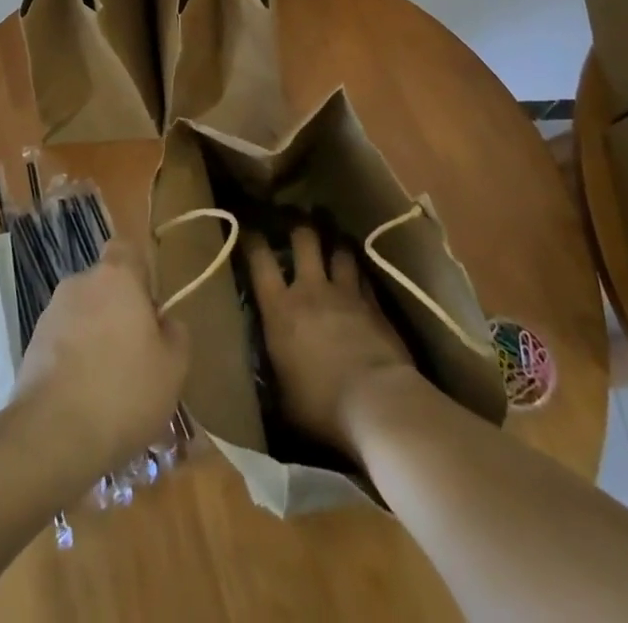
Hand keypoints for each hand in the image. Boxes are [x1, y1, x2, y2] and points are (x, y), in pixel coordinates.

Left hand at [12, 238, 189, 479]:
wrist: (54, 434)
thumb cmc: (124, 390)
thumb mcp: (173, 368)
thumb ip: (176, 335)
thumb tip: (165, 324)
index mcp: (116, 276)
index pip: (126, 249)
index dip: (139, 273)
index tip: (150, 309)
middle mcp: (80, 283)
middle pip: (105, 288)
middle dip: (119, 315)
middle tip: (137, 358)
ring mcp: (51, 314)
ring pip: (84, 318)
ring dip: (96, 341)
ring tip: (112, 391)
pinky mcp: (31, 346)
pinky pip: (63, 345)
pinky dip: (75, 363)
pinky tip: (86, 403)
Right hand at [245, 226, 416, 458]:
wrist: (378, 403)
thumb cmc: (322, 405)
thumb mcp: (284, 396)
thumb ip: (275, 372)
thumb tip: (268, 373)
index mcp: (280, 308)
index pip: (259, 259)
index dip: (252, 239)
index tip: (249, 229)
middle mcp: (311, 290)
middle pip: (304, 239)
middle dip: (300, 227)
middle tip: (298, 221)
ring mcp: (346, 293)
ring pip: (340, 251)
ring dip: (335, 244)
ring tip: (334, 239)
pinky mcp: (375, 304)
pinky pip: (364, 277)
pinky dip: (359, 272)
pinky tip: (360, 273)